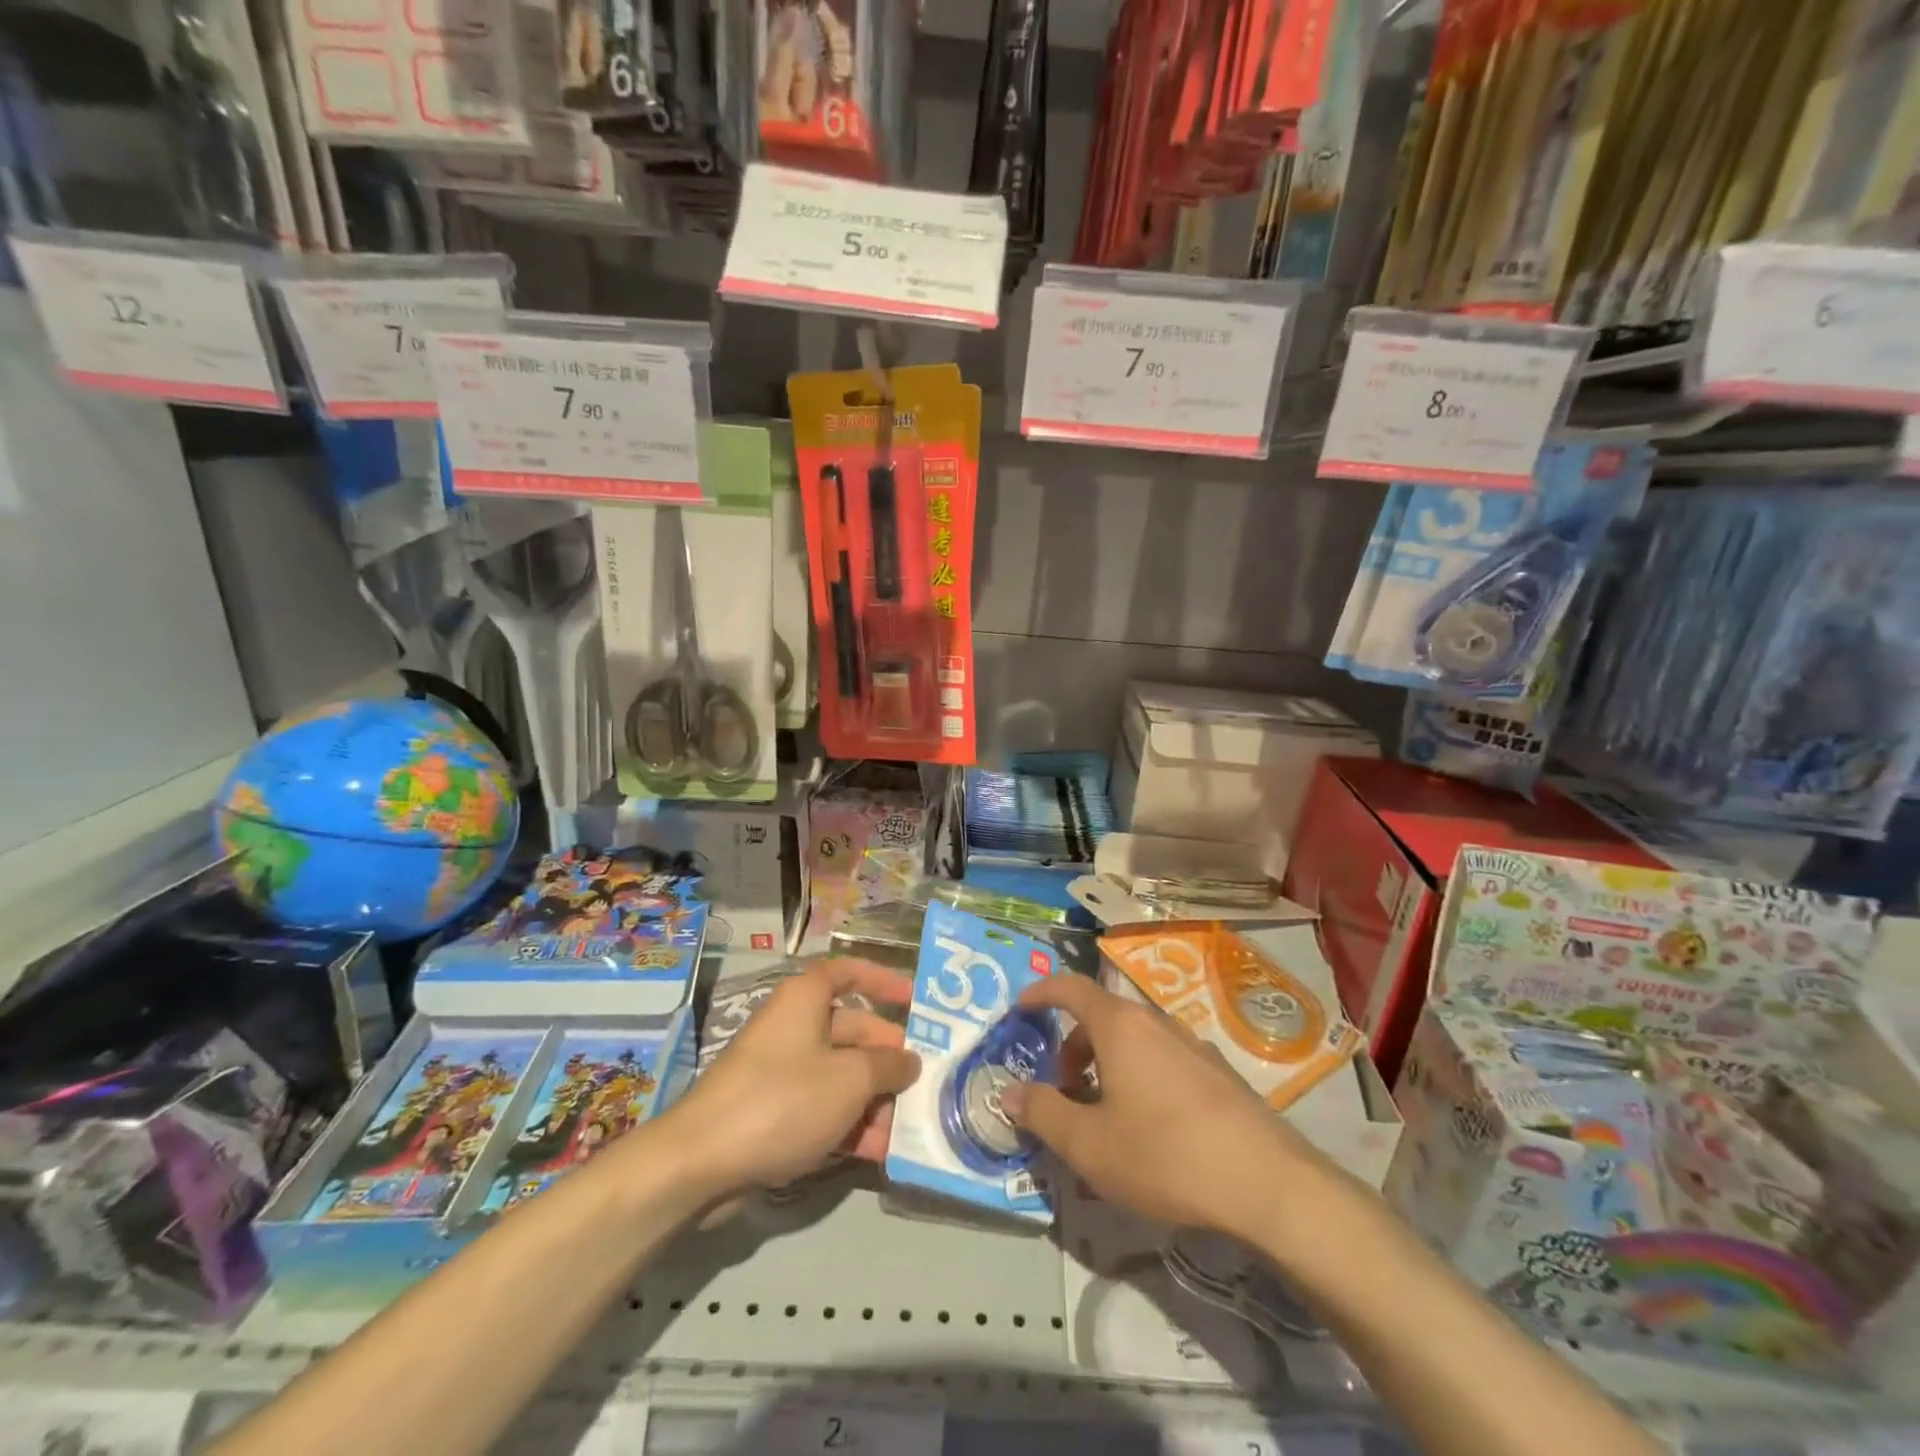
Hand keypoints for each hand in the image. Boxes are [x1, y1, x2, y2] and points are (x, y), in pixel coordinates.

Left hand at [664, 959, 919, 1198]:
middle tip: (922, 1084)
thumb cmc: (784, 1100)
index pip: (849, 973)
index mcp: (806, 999)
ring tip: (905, 1130)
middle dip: (887, 1059)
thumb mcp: (850, 1079)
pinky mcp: (770, 1111)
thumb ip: (888, 1066)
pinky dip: (847, 1123)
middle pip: (851, 1031)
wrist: (702, 1162)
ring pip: (839, 1075)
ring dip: (872, 1100)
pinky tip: (877, 1152)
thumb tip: (909, 1060)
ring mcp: (780, 1070)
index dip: (882, 981)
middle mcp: (793, 1025)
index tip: (914, 1000)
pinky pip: (820, 1106)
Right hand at [1001, 976, 1318, 1241]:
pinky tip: (1149, 1130)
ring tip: (1102, 1116)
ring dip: (1106, 1065)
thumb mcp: (1088, 1145)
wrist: (1268, 1184)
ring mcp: (1192, 1046)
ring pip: (1134, 1042)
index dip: (1041, 993)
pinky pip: (1163, 1061)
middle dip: (1072, 1046)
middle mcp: (1156, 1023)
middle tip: (1060, 1089)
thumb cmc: (1164, 1156)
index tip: (1020, 1009)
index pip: (1071, 988)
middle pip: (1102, 1018)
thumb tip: (1009, 1092)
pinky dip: (1139, 1077)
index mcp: (1120, 1027)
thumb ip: (1043, 1112)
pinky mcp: (1219, 1074)